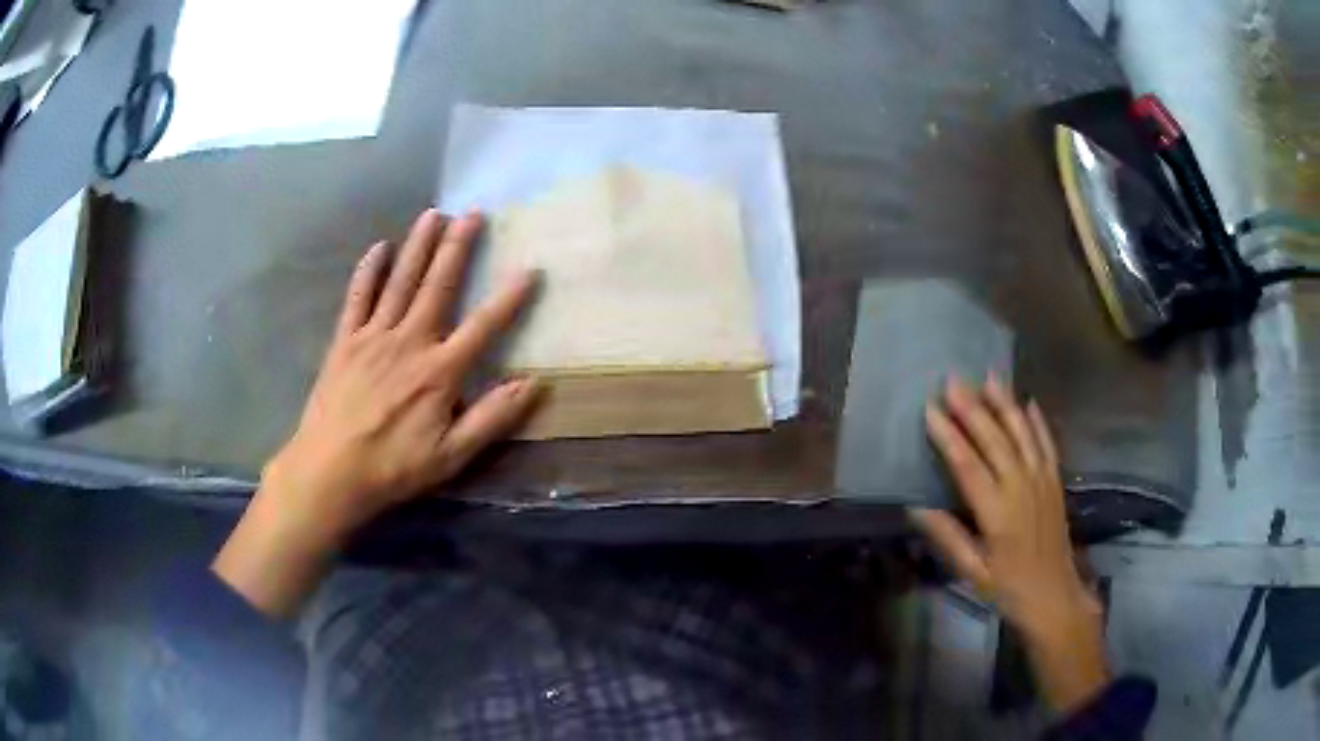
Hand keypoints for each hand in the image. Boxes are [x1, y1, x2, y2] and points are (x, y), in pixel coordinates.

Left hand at [214, 209, 539, 616]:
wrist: (330, 471)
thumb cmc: (393, 468)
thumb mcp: (452, 456)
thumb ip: (492, 418)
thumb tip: (533, 384)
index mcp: (439, 371)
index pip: (483, 327)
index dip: (509, 299)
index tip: (529, 269)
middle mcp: (409, 342)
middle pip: (438, 286)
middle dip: (457, 247)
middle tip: (474, 213)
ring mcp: (373, 337)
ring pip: (400, 281)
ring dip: (418, 246)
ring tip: (434, 214)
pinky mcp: (345, 341)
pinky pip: (358, 297)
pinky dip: (369, 271)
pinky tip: (379, 247)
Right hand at [912, 375, 1108, 713]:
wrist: (1055, 595)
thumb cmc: (1008, 588)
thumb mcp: (973, 571)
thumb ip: (948, 537)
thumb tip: (916, 507)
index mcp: (997, 513)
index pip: (968, 465)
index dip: (948, 436)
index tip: (930, 409)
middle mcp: (1021, 488)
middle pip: (995, 439)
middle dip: (972, 408)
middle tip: (953, 380)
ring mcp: (1042, 480)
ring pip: (1022, 433)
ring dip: (1005, 403)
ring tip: (989, 376)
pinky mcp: (1056, 480)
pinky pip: (1047, 442)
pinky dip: (1037, 421)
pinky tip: (1028, 402)